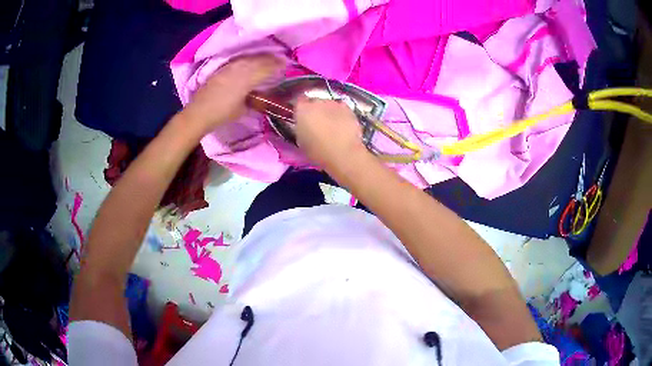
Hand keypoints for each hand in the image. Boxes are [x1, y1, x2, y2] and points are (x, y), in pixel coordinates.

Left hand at [183, 54, 282, 133]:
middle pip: (259, 60)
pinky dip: (249, 60)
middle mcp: (239, 69)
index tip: (286, 65)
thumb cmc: (222, 114)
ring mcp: (230, 67)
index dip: (277, 65)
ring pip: (249, 58)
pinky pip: (240, 60)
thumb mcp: (243, 109)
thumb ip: (253, 98)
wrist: (199, 112)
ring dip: (261, 57)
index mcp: (246, 80)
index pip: (266, 68)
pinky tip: (251, 62)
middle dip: (271, 59)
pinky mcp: (222, 69)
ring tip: (268, 59)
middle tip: (280, 60)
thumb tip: (259, 93)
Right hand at [294, 97, 370, 174]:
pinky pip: (341, 108)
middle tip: (318, 124)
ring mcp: (333, 103)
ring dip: (329, 112)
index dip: (302, 109)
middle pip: (314, 102)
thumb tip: (304, 125)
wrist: (343, 153)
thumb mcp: (301, 141)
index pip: (299, 101)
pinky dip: (341, 114)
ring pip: (328, 104)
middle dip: (316, 110)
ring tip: (333, 125)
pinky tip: (343, 125)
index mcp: (302, 110)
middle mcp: (317, 102)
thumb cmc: (318, 151)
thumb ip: (301, 128)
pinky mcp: (347, 108)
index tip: (303, 117)